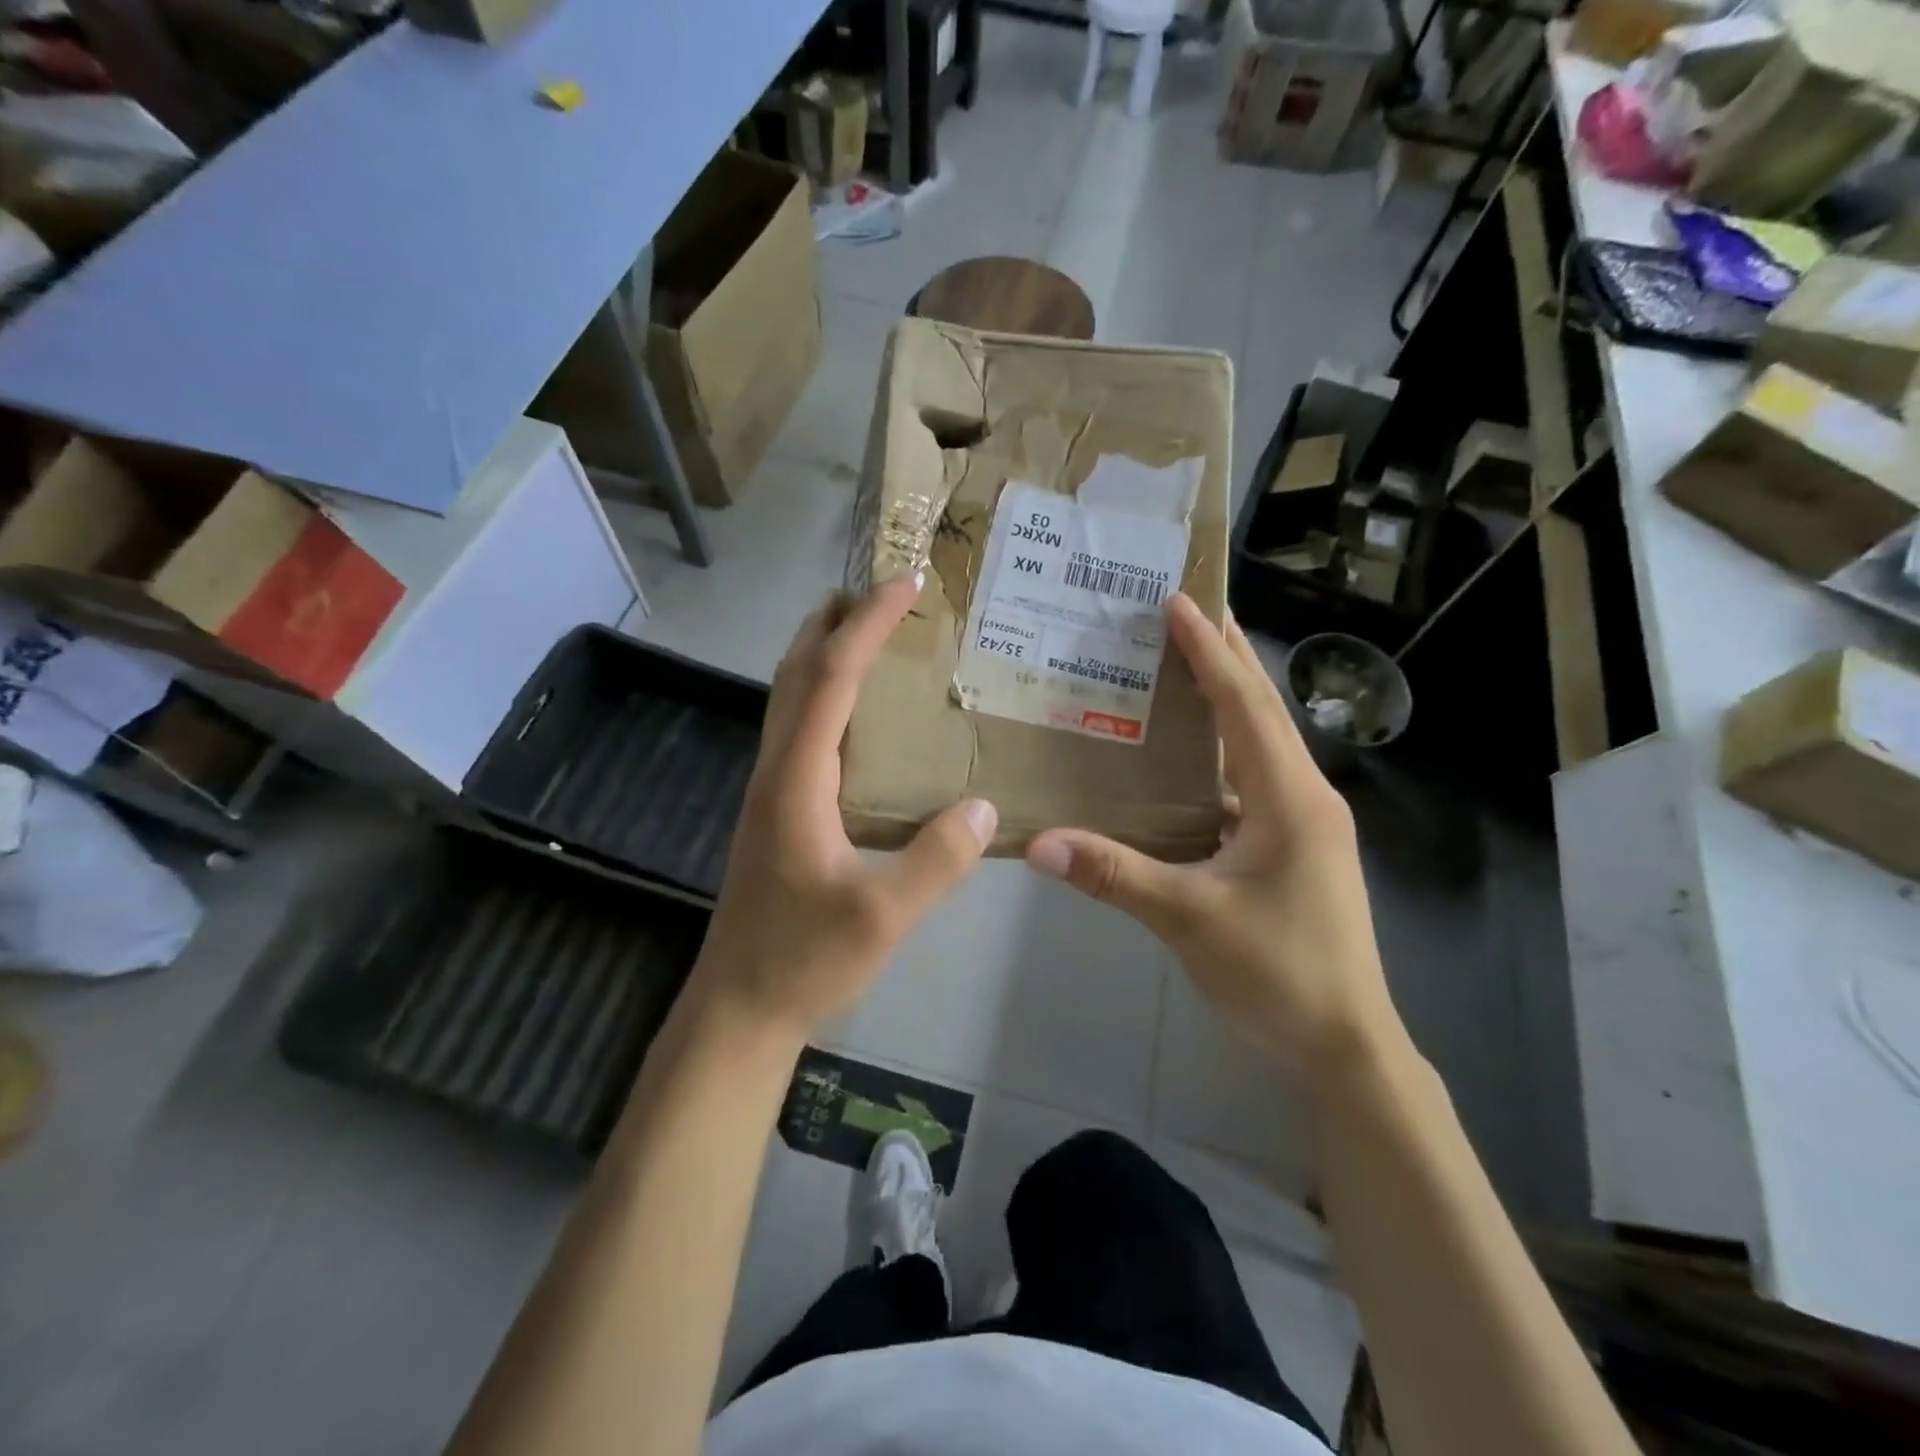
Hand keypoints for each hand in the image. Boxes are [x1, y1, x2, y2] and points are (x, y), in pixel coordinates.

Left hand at [691, 575, 996, 1040]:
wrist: (739, 1007)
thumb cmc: (804, 959)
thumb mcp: (884, 915)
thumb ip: (937, 859)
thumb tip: (985, 806)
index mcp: (797, 779)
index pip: (831, 678)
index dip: (867, 625)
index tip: (904, 583)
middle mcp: (775, 770)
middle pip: (797, 672)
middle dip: (836, 621)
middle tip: (883, 593)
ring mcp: (770, 790)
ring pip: (790, 698)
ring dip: (823, 653)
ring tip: (868, 633)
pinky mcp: (775, 811)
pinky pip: (797, 729)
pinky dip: (823, 694)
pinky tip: (854, 716)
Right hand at [1026, 596, 1404, 1084]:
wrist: (1345, 1046)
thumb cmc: (1278, 972)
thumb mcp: (1188, 920)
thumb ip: (1114, 875)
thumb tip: (1038, 843)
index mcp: (1290, 798)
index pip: (1244, 706)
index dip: (1210, 652)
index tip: (1180, 601)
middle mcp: (1304, 796)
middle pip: (1262, 711)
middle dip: (1227, 656)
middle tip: (1188, 609)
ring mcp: (1303, 823)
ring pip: (1260, 745)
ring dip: (1227, 701)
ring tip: (1184, 665)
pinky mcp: (1293, 848)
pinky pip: (1252, 781)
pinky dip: (1221, 754)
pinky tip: (1188, 758)